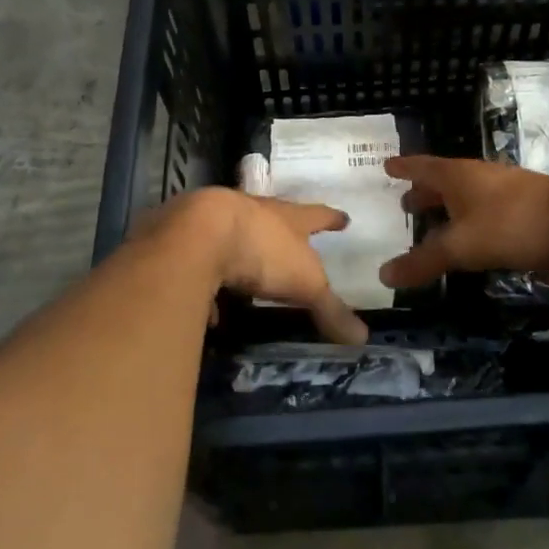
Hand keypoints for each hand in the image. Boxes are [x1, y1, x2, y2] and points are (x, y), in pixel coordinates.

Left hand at [139, 188, 366, 345]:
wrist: (197, 233)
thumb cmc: (262, 250)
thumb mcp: (305, 283)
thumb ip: (330, 309)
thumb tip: (363, 338)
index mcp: (287, 217)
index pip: (316, 215)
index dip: (331, 218)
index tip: (344, 217)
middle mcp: (252, 210)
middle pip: (271, 217)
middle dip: (280, 230)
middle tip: (287, 242)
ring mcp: (215, 219)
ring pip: (232, 235)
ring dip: (239, 254)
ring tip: (243, 281)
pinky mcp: (185, 236)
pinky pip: (199, 260)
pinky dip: (205, 280)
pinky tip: (205, 306)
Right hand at [379, 156, 548, 289]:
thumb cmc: (512, 224)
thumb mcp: (460, 246)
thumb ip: (423, 261)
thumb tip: (383, 275)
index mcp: (457, 176)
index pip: (421, 166)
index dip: (403, 167)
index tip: (386, 166)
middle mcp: (479, 179)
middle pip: (444, 182)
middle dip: (424, 193)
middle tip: (404, 204)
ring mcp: (505, 196)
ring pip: (467, 200)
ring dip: (448, 210)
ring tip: (432, 226)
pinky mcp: (525, 216)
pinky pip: (486, 217)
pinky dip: (470, 226)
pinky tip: (470, 244)